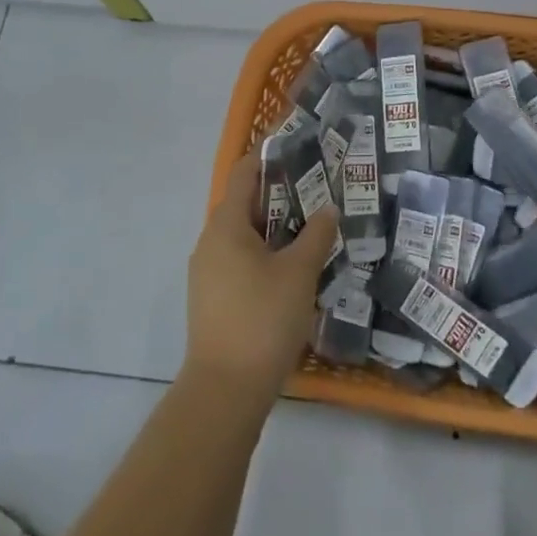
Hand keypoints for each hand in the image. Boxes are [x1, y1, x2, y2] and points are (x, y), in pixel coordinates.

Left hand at [183, 149, 338, 395]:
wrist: (225, 390)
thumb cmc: (262, 318)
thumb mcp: (298, 273)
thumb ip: (316, 235)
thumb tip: (328, 208)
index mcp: (226, 225)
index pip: (245, 173)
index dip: (269, 155)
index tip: (299, 145)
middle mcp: (210, 241)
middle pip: (245, 203)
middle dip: (281, 193)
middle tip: (318, 188)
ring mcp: (208, 272)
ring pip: (244, 235)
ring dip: (276, 226)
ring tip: (312, 226)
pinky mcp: (213, 298)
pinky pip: (241, 260)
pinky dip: (266, 252)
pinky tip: (293, 267)